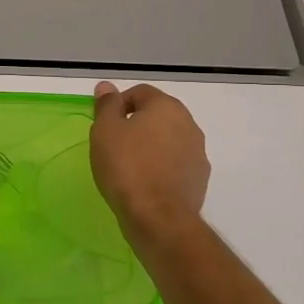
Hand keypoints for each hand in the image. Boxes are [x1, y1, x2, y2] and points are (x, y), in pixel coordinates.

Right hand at [89, 82, 209, 242]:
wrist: (157, 217)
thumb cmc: (126, 167)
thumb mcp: (105, 131)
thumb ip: (107, 105)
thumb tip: (107, 86)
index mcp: (166, 107)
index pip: (140, 92)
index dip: (118, 105)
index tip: (104, 126)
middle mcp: (188, 124)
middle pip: (157, 115)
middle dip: (136, 125)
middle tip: (113, 145)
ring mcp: (198, 153)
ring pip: (168, 140)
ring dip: (150, 147)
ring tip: (128, 167)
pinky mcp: (199, 179)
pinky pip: (175, 164)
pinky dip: (161, 167)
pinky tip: (144, 184)